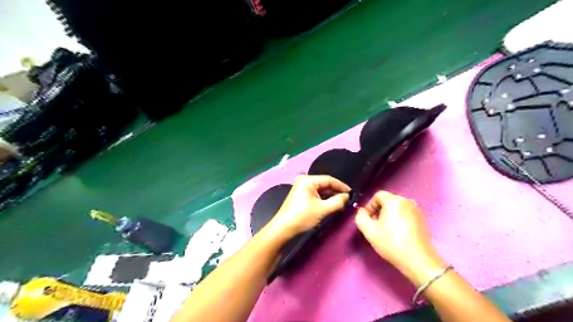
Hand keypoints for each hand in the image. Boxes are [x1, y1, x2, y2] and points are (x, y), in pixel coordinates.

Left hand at [266, 175, 350, 240]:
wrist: (283, 229)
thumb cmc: (303, 217)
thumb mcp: (323, 209)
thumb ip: (337, 201)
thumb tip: (347, 196)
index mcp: (308, 180)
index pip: (329, 179)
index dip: (341, 186)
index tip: (352, 193)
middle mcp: (304, 181)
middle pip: (324, 184)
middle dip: (336, 191)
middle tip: (348, 199)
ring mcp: (301, 188)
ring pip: (320, 190)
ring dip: (330, 196)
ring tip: (341, 202)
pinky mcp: (300, 195)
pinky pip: (315, 194)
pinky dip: (323, 199)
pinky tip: (331, 204)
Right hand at [357, 190, 444, 285]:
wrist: (418, 260)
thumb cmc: (391, 243)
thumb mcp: (369, 231)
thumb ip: (360, 217)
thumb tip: (362, 212)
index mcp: (394, 200)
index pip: (378, 195)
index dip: (369, 206)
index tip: (367, 219)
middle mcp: (407, 201)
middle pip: (388, 201)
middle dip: (378, 211)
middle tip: (374, 225)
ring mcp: (416, 210)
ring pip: (397, 208)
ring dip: (388, 216)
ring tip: (385, 230)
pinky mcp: (422, 220)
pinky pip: (406, 214)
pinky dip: (399, 220)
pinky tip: (397, 233)